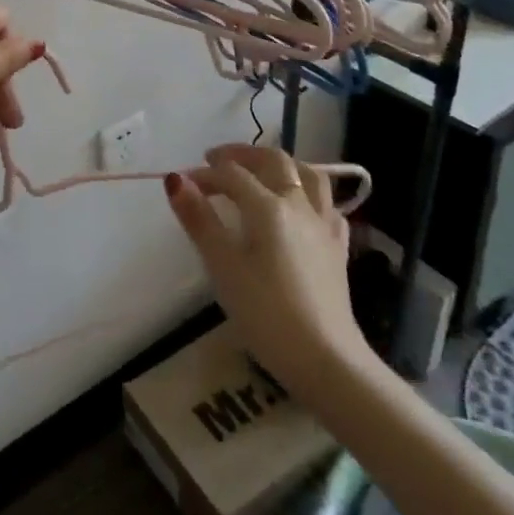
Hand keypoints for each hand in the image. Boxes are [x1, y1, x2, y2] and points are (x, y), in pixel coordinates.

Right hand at [166, 145, 373, 379]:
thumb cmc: (265, 313)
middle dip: (242, 154)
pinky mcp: (338, 248)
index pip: (231, 175)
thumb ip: (199, 219)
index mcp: (268, 206)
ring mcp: (324, 226)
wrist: (326, 360)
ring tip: (261, 171)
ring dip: (281, 164)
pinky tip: (299, 208)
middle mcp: (299, 205)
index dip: (204, 175)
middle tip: (216, 160)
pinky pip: (326, 205)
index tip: (183, 185)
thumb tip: (175, 180)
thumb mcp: (222, 265)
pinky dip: (308, 194)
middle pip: (274, 161)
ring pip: (309, 175)